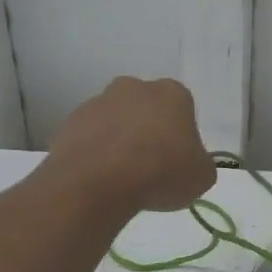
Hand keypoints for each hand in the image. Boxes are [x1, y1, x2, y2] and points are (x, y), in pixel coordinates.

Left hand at [42, 77, 216, 213]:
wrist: (97, 183)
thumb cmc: (161, 172)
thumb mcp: (202, 176)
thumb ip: (199, 163)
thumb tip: (190, 163)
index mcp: (172, 93)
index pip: (184, 109)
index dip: (183, 136)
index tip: (179, 159)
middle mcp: (134, 88)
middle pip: (147, 109)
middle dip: (149, 131)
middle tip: (153, 165)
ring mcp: (98, 102)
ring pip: (117, 121)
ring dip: (121, 142)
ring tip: (124, 177)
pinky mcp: (70, 122)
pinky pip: (91, 137)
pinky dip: (97, 153)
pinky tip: (102, 178)